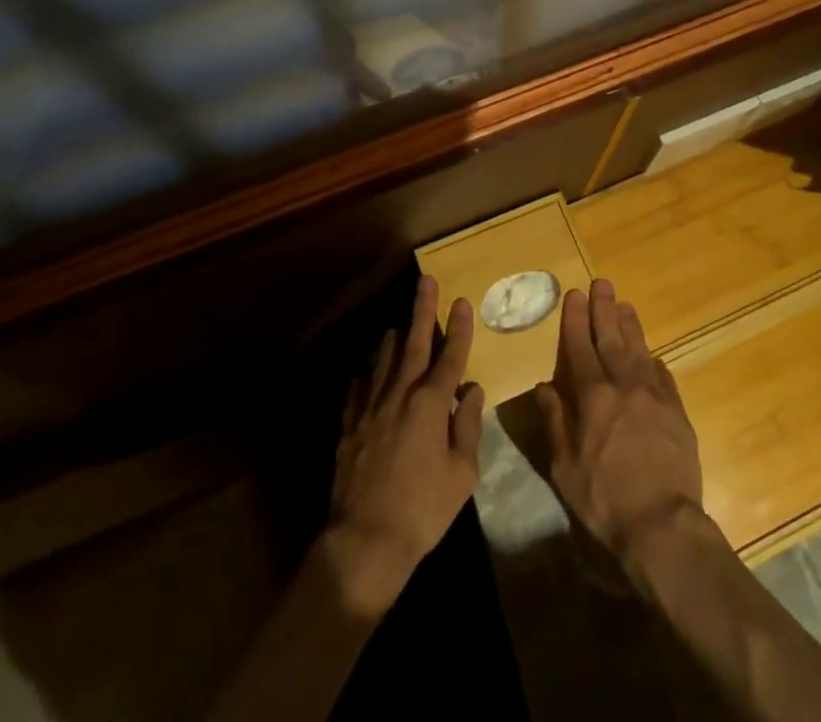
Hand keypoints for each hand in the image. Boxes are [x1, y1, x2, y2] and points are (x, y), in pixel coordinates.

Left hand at [325, 275, 483, 616]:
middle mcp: (399, 395)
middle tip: (426, 281)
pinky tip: (367, 369)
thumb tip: (471, 391)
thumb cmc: (423, 509)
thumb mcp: (462, 473)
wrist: (366, 540)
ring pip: (383, 361)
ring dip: (393, 340)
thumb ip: (467, 426)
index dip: (459, 329)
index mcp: (430, 404)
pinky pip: (358, 388)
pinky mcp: (349, 425)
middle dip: (422, 310)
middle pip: (414, 344)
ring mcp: (370, 408)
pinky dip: (366, 374)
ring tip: (398, 325)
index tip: (463, 301)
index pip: (450, 357)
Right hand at [534, 278, 703, 568]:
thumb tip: (545, 387)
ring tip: (624, 304)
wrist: (663, 525)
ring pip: (639, 349)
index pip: (580, 346)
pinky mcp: (677, 411)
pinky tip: (650, 354)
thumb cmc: (604, 499)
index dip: (576, 319)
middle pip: (611, 338)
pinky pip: (663, 375)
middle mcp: (623, 385)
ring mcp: (654, 395)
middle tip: (601, 284)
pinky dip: (653, 359)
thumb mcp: (564, 467)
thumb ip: (556, 421)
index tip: (574, 294)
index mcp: (592, 395)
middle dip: (604, 309)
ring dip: (630, 325)